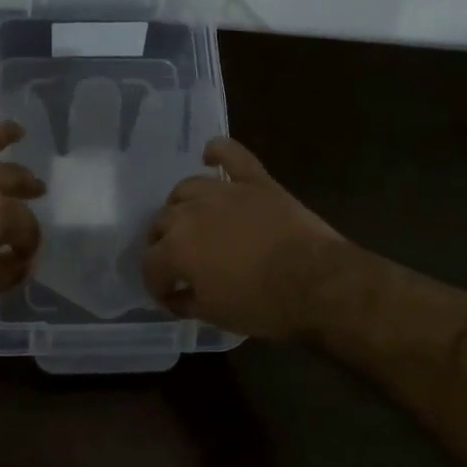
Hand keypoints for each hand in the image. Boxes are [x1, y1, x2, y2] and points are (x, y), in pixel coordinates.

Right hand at [142, 138, 343, 338]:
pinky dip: (218, 151)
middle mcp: (190, 213)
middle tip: (178, 262)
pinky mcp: (255, 180)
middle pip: (162, 223)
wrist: (315, 280)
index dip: (157, 284)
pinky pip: (231, 154)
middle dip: (163, 244)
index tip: (170, 298)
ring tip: (190, 219)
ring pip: (187, 188)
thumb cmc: (262, 304)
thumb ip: (188, 303)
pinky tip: (209, 156)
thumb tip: (177, 297)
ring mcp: (223, 191)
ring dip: (181, 205)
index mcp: (176, 249)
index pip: (151, 264)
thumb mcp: (216, 315)